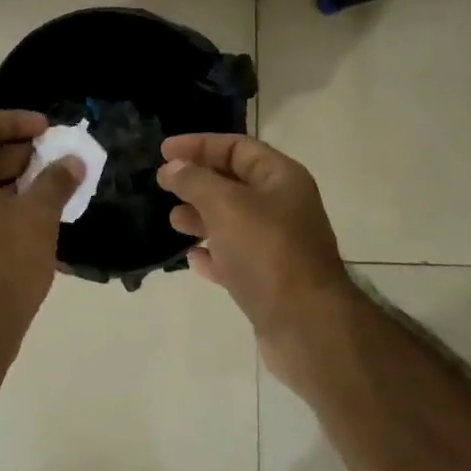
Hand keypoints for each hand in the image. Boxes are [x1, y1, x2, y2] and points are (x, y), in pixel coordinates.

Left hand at [0, 111, 81, 367]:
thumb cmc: (3, 263)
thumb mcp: (38, 217)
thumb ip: (56, 181)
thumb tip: (72, 161)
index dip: (15, 120)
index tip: (47, 129)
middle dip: (21, 153)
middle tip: (56, 159)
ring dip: (17, 182)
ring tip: (53, 190)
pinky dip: (7, 207)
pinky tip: (37, 222)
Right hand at [157, 133, 357, 383]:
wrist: (306, 326)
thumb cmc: (267, 252)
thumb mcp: (225, 205)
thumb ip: (195, 181)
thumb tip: (172, 167)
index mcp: (282, 179)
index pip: (237, 147)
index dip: (200, 145)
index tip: (164, 151)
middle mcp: (283, 207)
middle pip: (234, 183)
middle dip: (198, 182)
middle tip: (164, 187)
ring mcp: (278, 246)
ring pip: (232, 222)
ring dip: (201, 218)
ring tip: (174, 222)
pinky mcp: (270, 281)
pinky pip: (235, 259)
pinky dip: (213, 255)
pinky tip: (192, 259)